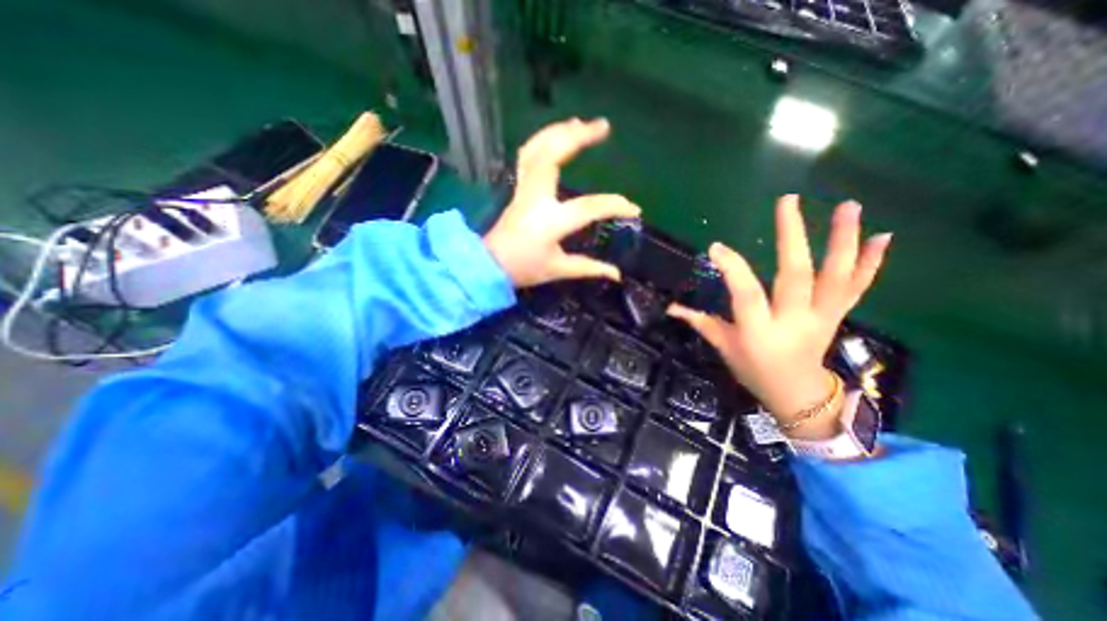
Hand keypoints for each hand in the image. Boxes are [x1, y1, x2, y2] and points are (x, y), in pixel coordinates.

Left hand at [482, 120, 639, 287]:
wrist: (489, 266)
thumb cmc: (524, 269)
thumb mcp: (558, 270)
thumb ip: (589, 269)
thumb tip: (617, 274)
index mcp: (550, 221)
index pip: (588, 207)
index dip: (614, 205)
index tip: (633, 209)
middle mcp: (536, 198)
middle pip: (552, 156)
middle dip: (578, 136)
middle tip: (603, 126)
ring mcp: (524, 190)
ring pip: (536, 150)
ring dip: (558, 132)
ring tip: (580, 123)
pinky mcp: (518, 189)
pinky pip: (527, 157)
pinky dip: (542, 141)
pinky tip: (555, 136)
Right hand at [666, 197, 888, 439]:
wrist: (798, 395)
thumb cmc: (754, 370)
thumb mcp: (723, 347)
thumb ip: (699, 322)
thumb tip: (671, 307)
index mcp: (759, 331)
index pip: (746, 294)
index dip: (732, 268)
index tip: (717, 247)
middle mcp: (793, 321)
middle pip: (795, 276)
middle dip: (792, 237)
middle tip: (788, 201)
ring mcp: (820, 317)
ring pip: (836, 277)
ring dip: (843, 240)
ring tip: (848, 206)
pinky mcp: (837, 315)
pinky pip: (857, 288)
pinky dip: (872, 263)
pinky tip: (884, 236)